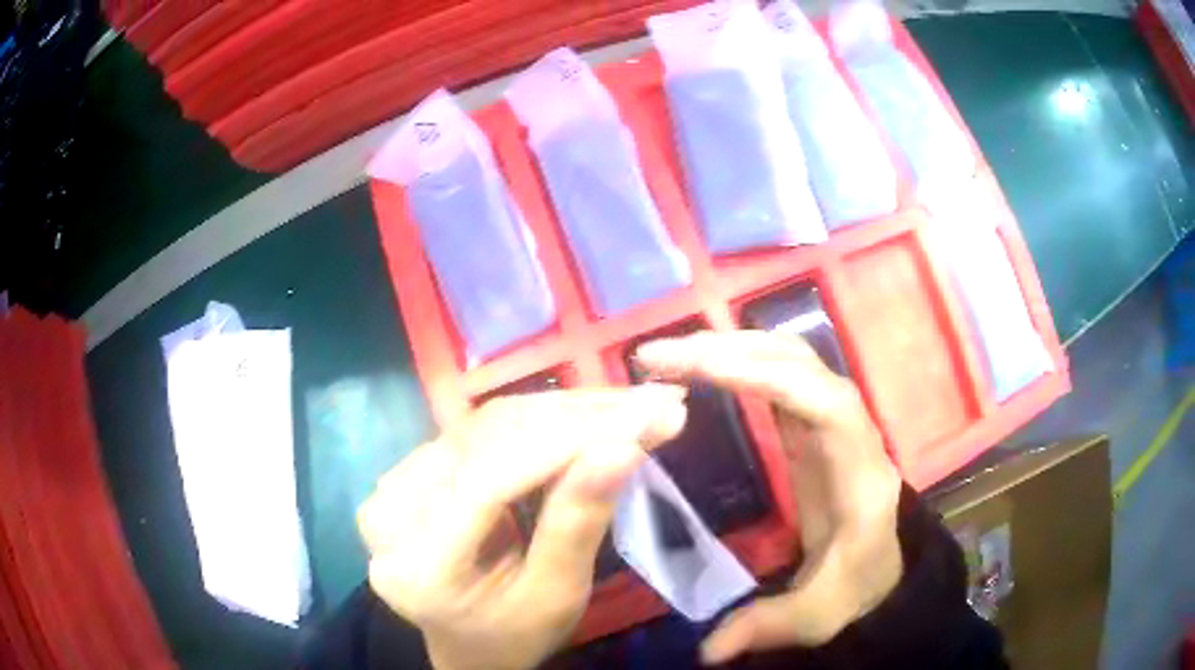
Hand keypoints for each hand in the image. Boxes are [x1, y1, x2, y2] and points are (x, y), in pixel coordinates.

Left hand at [357, 386, 686, 669]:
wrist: (468, 643)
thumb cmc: (515, 634)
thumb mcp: (555, 596)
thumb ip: (579, 524)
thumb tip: (623, 446)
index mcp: (418, 566)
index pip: (491, 482)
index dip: (571, 441)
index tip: (648, 414)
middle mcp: (391, 513)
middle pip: (489, 441)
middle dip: (579, 419)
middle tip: (653, 405)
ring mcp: (394, 485)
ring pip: (488, 424)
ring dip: (565, 412)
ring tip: (629, 407)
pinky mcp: (412, 469)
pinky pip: (481, 430)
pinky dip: (540, 421)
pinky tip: (586, 417)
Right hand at [636, 331, 903, 664]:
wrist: (881, 576)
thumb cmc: (854, 590)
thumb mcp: (814, 616)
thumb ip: (764, 629)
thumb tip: (707, 651)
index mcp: (860, 477)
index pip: (827, 405)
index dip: (769, 378)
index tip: (700, 371)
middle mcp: (854, 435)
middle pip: (804, 366)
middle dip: (732, 351)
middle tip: (659, 358)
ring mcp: (836, 425)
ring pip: (793, 360)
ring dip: (734, 347)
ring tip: (672, 356)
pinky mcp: (815, 429)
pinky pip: (782, 377)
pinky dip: (742, 362)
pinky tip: (703, 369)